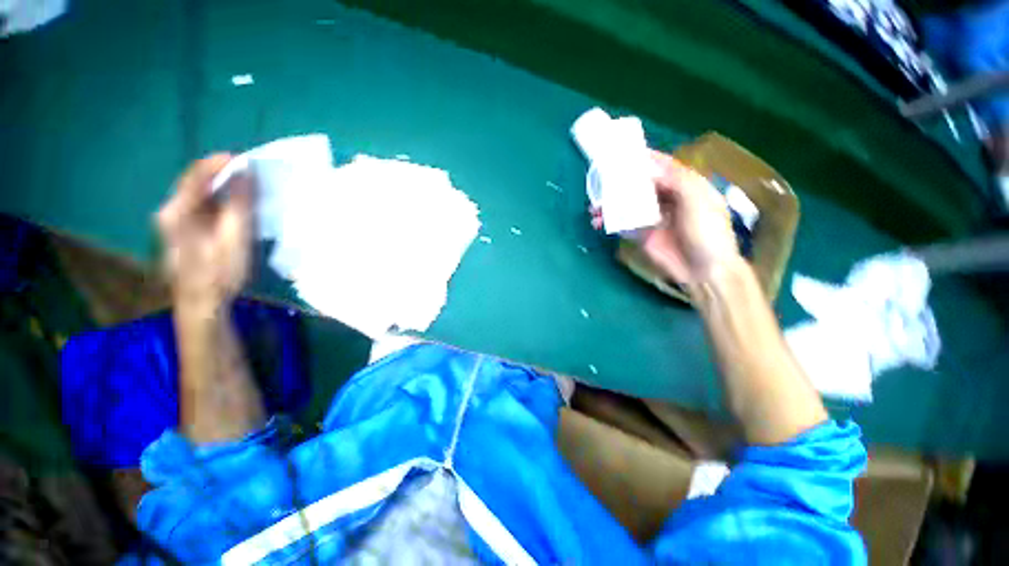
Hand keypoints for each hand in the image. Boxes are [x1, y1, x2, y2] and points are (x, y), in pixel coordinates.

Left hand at [156, 154, 253, 308]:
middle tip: (252, 175)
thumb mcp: (235, 238)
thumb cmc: (220, 273)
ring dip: (223, 187)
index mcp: (178, 211)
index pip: (197, 174)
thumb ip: (239, 204)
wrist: (201, 303)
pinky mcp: (182, 230)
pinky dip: (219, 200)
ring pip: (199, 193)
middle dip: (224, 174)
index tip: (248, 160)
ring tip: (248, 189)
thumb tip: (245, 173)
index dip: (221, 162)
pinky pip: (201, 205)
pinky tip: (235, 207)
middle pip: (196, 181)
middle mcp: (170, 211)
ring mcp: (173, 221)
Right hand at [591, 150, 740, 286]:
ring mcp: (653, 217)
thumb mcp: (699, 201)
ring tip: (595, 206)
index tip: (627, 152)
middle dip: (623, 182)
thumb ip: (677, 181)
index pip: (664, 167)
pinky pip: (623, 224)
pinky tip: (599, 221)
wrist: (703, 270)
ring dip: (612, 203)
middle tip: (602, 179)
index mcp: (686, 186)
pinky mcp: (642, 234)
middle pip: (642, 185)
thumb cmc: (707, 232)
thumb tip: (649, 168)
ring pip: (629, 204)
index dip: (647, 159)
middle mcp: (667, 199)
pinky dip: (610, 222)